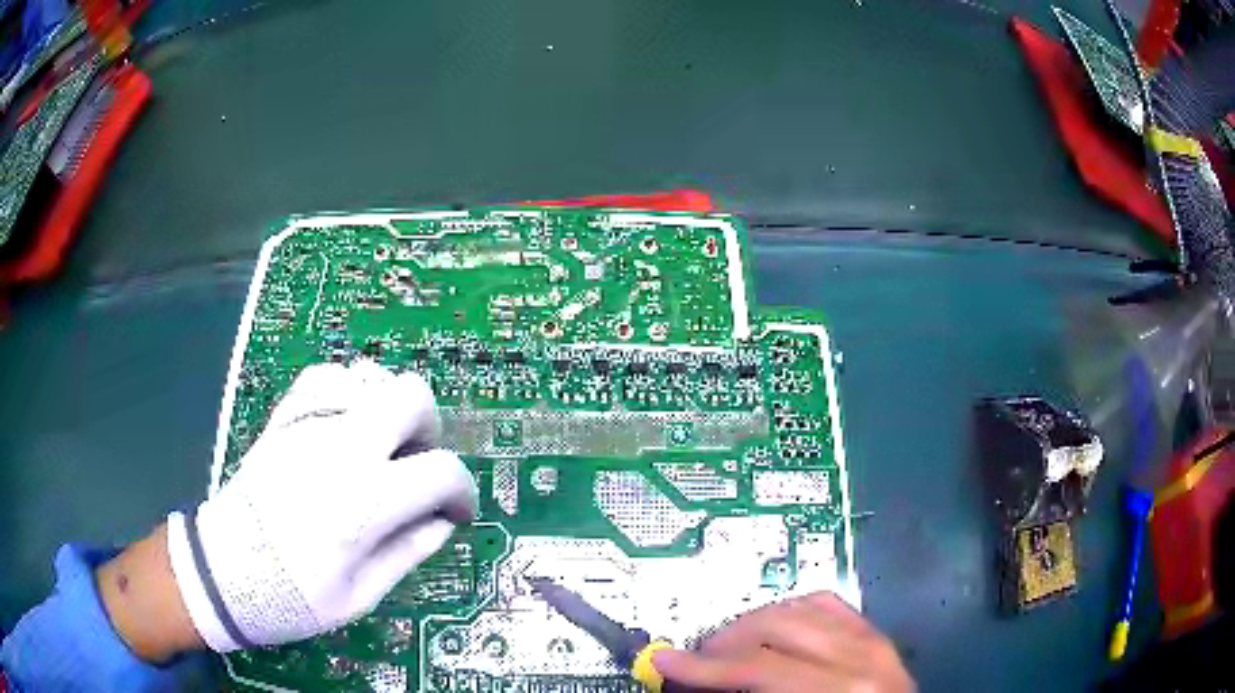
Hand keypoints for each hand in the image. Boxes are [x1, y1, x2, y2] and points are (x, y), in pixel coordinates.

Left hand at [163, 361, 477, 651]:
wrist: (222, 574)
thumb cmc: (292, 597)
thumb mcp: (360, 596)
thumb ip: (408, 551)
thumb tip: (443, 522)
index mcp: (367, 501)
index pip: (442, 470)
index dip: (462, 492)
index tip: (455, 513)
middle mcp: (343, 448)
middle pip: (411, 396)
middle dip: (428, 430)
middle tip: (417, 468)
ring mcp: (309, 426)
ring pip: (370, 377)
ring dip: (388, 408)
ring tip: (381, 447)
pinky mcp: (284, 420)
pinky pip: (325, 377)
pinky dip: (348, 391)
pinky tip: (346, 422)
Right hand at [653, 592, 914, 692]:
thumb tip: (700, 685)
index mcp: (839, 689)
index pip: (756, 665)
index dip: (703, 666)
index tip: (664, 660)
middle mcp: (859, 656)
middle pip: (774, 626)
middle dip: (724, 641)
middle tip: (698, 661)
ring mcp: (873, 639)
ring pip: (798, 607)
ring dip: (753, 623)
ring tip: (730, 647)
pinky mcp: (877, 634)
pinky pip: (828, 603)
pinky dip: (792, 610)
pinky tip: (775, 627)